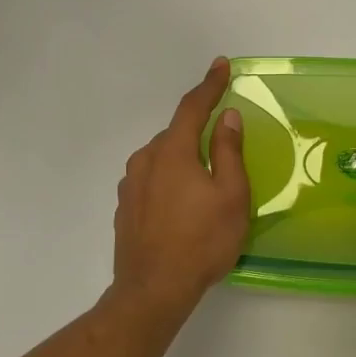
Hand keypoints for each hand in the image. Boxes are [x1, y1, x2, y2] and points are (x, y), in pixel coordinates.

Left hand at [110, 57, 250, 322]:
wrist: (152, 290)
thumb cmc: (202, 241)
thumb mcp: (231, 195)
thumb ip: (228, 151)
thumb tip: (227, 117)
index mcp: (172, 151)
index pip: (192, 107)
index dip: (209, 85)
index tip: (220, 65)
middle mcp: (145, 160)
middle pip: (176, 135)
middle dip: (199, 136)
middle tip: (224, 156)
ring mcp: (130, 185)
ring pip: (162, 159)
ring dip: (183, 162)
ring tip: (205, 191)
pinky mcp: (124, 208)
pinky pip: (152, 182)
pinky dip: (169, 183)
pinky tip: (182, 210)